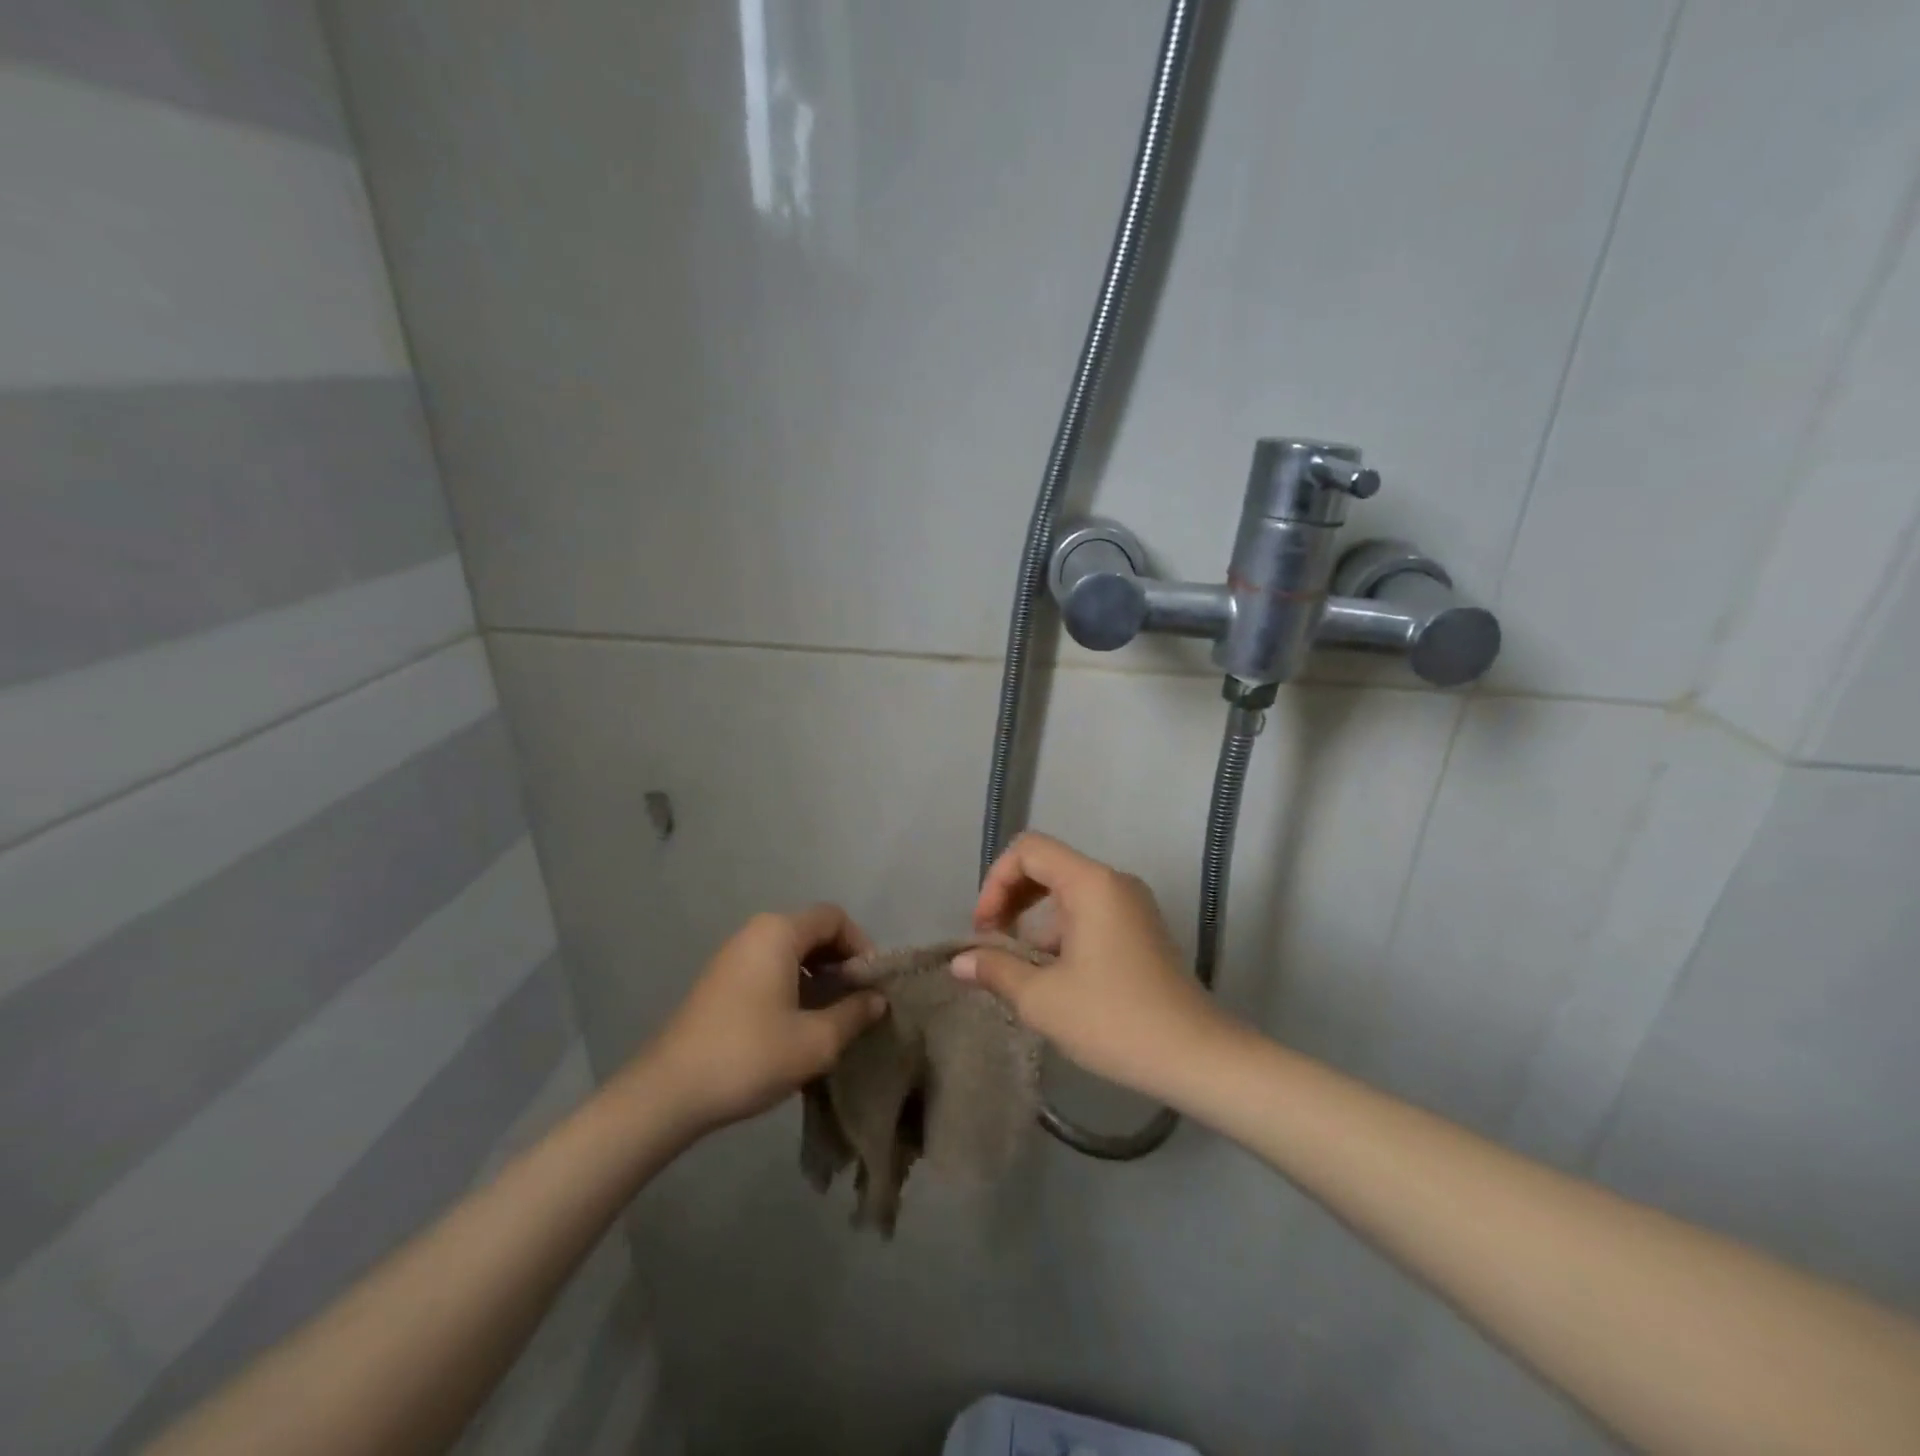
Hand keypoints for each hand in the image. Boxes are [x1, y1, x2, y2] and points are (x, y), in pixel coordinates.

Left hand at [638, 905, 885, 1131]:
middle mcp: (754, 932)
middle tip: (857, 1002)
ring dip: (817, 977)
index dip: (861, 945)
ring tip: (831, 1017)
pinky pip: (768, 968)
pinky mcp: (719, 981)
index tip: (871, 985)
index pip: (834, 918)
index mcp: (778, 933)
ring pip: (790, 952)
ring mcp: (732, 956)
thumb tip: (877, 1000)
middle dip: (841, 962)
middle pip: (812, 931)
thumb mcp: (815, 1041)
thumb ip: (854, 1014)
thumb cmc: (749, 1056)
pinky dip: (792, 985)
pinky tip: (797, 1025)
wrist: (668, 1092)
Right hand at [953, 832, 1231, 1096]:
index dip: (995, 881)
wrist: (1197, 1057)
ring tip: (1020, 970)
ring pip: (1067, 893)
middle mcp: (1114, 882)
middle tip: (993, 943)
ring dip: (1034, 921)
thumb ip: (996, 970)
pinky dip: (1061, 933)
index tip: (985, 930)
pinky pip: (1089, 913)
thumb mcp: (1043, 999)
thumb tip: (960, 962)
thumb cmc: (1114, 1020)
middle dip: (1011, 899)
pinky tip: (1053, 978)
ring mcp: (1132, 905)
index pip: (1029, 850)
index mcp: (1091, 883)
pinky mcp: (1141, 930)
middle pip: (1048, 866)